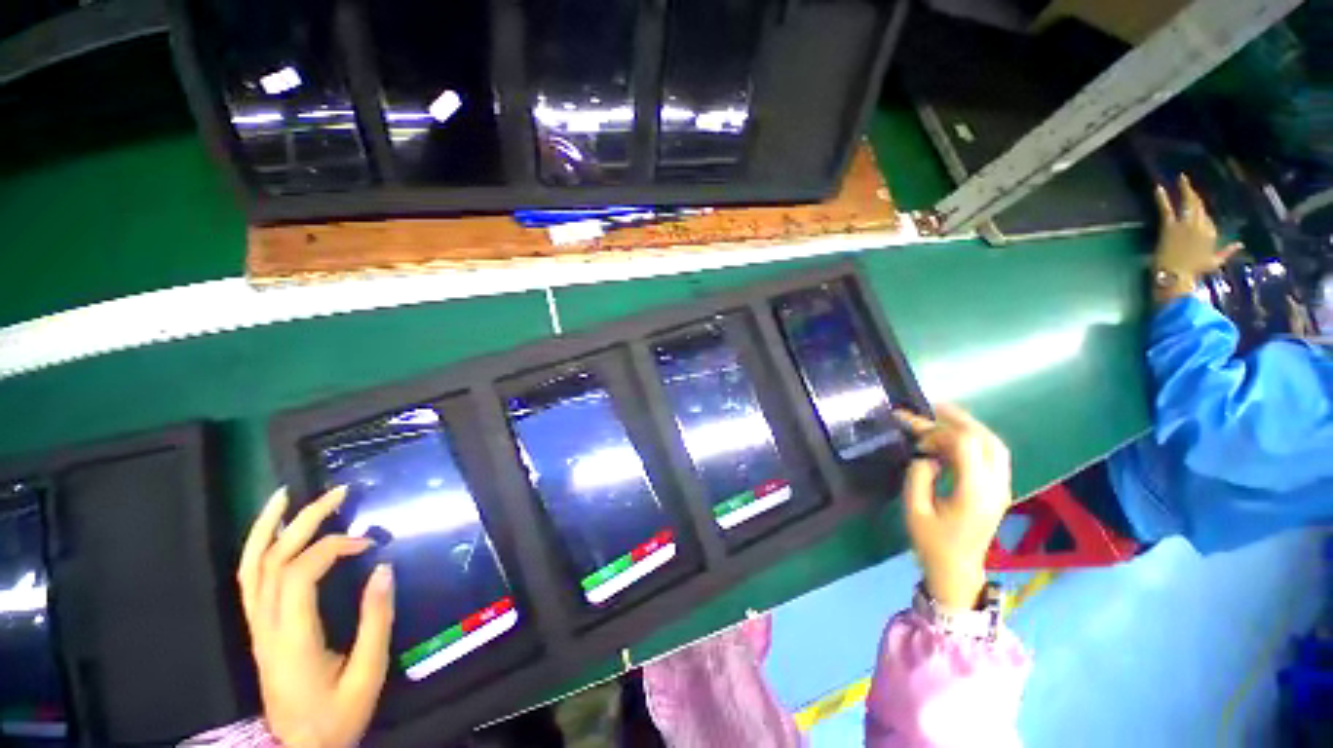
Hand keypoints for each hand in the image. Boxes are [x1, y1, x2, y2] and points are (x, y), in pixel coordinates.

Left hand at [238, 486, 394, 747]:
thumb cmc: (336, 715)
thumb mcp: (367, 673)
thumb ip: (375, 620)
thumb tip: (384, 568)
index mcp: (291, 638)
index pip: (300, 574)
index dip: (334, 548)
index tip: (369, 544)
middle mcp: (266, 626)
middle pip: (274, 561)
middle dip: (306, 521)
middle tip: (339, 492)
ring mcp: (257, 627)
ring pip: (251, 567)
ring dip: (269, 527)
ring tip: (288, 496)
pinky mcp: (259, 629)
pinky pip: (249, 581)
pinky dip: (257, 549)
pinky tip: (273, 532)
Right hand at [895, 405, 1011, 611]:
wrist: (957, 571)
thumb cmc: (932, 543)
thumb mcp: (915, 509)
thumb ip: (919, 476)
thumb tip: (926, 455)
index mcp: (974, 492)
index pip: (965, 445)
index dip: (937, 431)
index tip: (912, 431)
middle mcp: (995, 486)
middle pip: (987, 439)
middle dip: (958, 419)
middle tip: (931, 408)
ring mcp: (1002, 488)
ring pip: (995, 445)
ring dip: (969, 427)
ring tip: (942, 417)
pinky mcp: (999, 490)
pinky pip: (993, 455)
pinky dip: (974, 440)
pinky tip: (953, 439)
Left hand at [1153, 174, 1242, 303]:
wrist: (1176, 275)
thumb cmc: (1195, 271)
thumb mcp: (1214, 261)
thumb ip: (1227, 251)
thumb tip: (1240, 244)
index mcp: (1211, 233)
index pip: (1207, 218)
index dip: (1201, 214)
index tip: (1196, 211)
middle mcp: (1201, 225)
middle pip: (1199, 205)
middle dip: (1193, 193)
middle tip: (1187, 181)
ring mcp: (1185, 224)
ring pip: (1188, 202)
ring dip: (1184, 188)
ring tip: (1181, 178)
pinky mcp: (1170, 226)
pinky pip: (1166, 208)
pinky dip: (1161, 198)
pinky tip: (1157, 187)